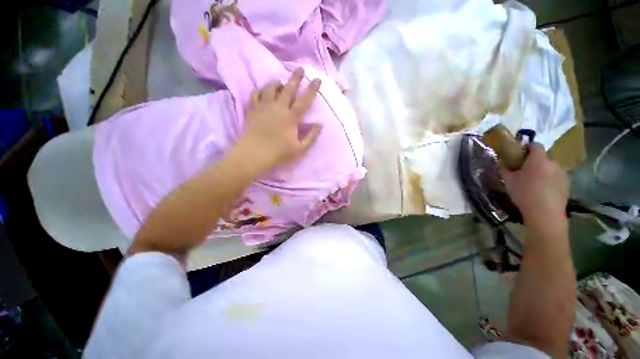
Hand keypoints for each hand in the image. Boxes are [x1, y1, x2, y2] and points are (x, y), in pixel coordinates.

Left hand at [233, 68, 321, 173]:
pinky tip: (262, 91)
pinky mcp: (252, 110)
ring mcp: (264, 107)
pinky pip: (255, 94)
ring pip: (270, 88)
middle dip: (296, 77)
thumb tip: (320, 124)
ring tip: (280, 83)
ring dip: (276, 83)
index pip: (305, 100)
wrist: (250, 156)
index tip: (317, 79)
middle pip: (288, 88)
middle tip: (300, 68)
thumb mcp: (298, 150)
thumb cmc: (276, 154)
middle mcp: (278, 108)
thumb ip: (311, 137)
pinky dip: (260, 90)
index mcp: (291, 117)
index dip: (312, 88)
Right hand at [501, 143, 568, 229]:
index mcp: (538, 156)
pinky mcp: (567, 186)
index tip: (523, 160)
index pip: (534, 145)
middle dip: (540, 164)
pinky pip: (559, 182)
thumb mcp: (510, 184)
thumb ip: (505, 171)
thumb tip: (501, 163)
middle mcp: (551, 160)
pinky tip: (549, 198)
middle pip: (545, 157)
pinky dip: (555, 186)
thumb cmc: (527, 196)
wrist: (546, 217)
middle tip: (533, 176)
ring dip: (549, 175)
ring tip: (542, 189)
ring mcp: (561, 173)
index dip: (529, 150)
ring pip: (553, 170)